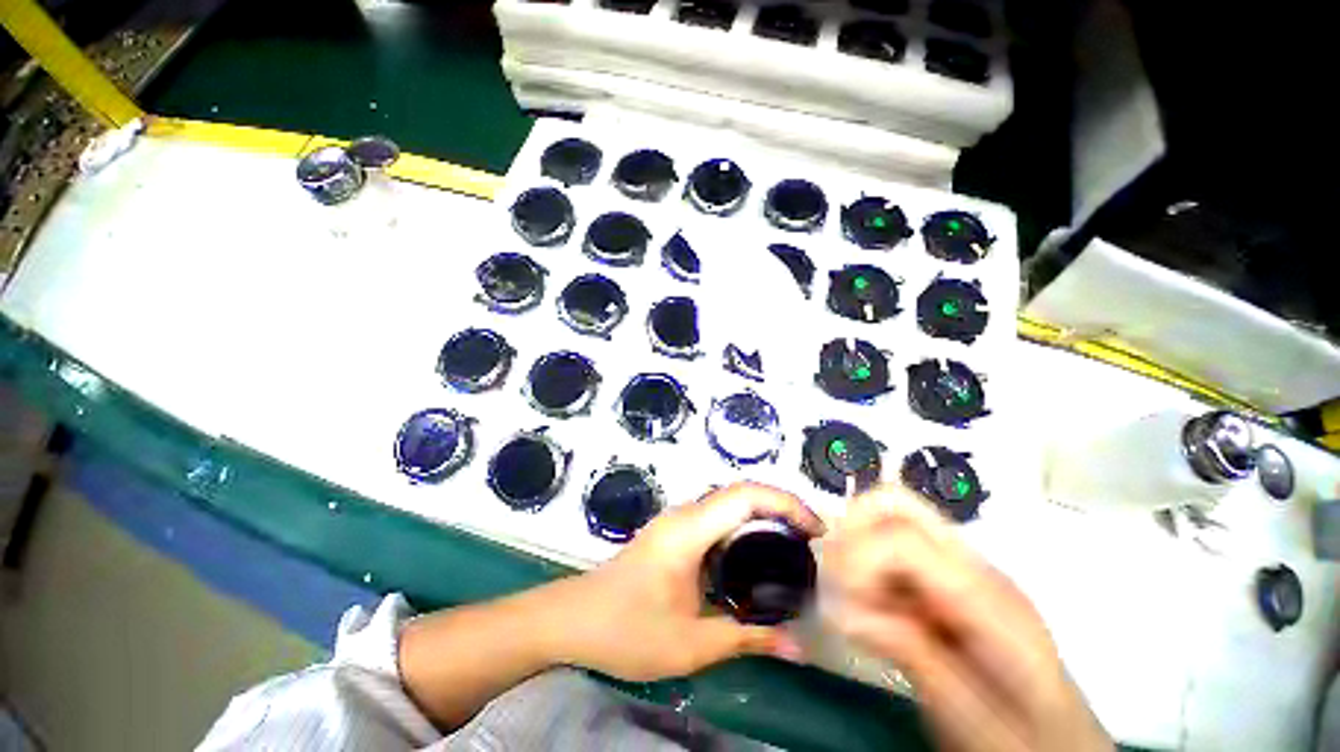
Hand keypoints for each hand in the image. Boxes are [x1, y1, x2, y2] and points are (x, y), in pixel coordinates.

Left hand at [553, 482, 823, 680]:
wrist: (573, 619)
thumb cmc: (627, 629)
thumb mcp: (691, 643)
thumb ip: (747, 639)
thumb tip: (798, 647)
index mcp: (690, 530)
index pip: (746, 495)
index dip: (786, 503)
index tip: (816, 531)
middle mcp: (685, 514)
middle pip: (741, 493)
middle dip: (781, 507)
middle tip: (812, 541)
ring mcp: (677, 520)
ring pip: (729, 503)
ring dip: (763, 515)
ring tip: (793, 547)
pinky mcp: (673, 532)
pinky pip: (716, 517)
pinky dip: (744, 527)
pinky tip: (755, 557)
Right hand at [821, 484, 1112, 751]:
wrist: (1061, 744)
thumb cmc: (1023, 740)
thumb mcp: (969, 717)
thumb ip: (913, 656)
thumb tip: (844, 612)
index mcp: (988, 599)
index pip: (902, 538)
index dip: (857, 558)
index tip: (841, 604)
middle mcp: (973, 567)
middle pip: (894, 503)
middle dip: (850, 531)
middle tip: (840, 584)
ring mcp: (961, 569)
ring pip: (887, 518)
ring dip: (854, 549)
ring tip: (856, 603)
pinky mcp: (947, 579)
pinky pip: (891, 546)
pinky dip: (865, 565)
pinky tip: (873, 608)